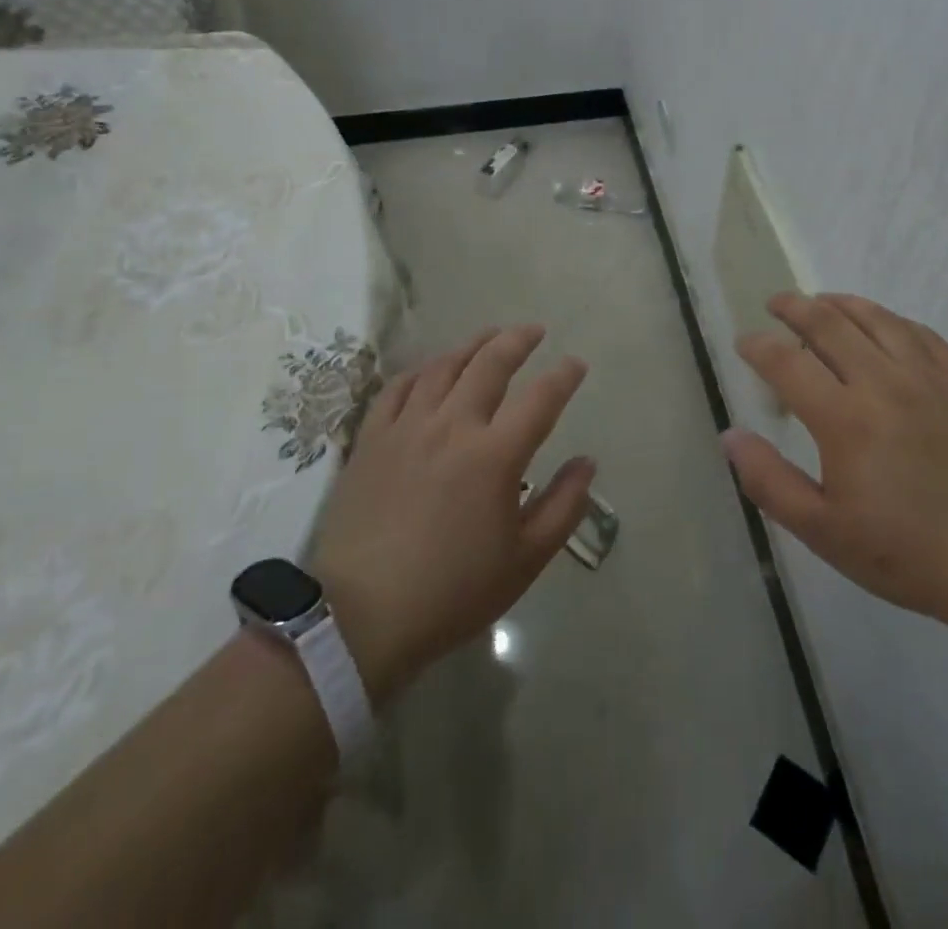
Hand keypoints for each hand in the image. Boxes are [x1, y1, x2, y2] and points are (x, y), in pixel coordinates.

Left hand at [307, 325, 594, 705]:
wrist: (360, 617)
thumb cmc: (452, 592)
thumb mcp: (525, 560)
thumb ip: (563, 506)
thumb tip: (587, 463)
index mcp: (496, 455)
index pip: (541, 399)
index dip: (564, 376)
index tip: (576, 363)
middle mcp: (453, 426)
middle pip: (490, 365)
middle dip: (517, 341)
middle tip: (533, 330)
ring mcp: (408, 428)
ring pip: (444, 367)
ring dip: (472, 345)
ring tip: (489, 336)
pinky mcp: (372, 439)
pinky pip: (398, 388)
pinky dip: (421, 370)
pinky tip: (431, 369)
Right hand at [724, 293, 947, 633]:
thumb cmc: (907, 552)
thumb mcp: (823, 531)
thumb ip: (770, 481)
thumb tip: (730, 436)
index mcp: (844, 419)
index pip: (787, 363)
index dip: (759, 346)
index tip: (744, 342)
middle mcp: (883, 383)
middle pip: (829, 324)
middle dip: (795, 307)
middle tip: (775, 303)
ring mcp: (927, 377)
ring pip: (876, 318)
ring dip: (841, 303)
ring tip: (820, 301)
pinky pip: (920, 333)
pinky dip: (891, 320)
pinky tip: (882, 325)